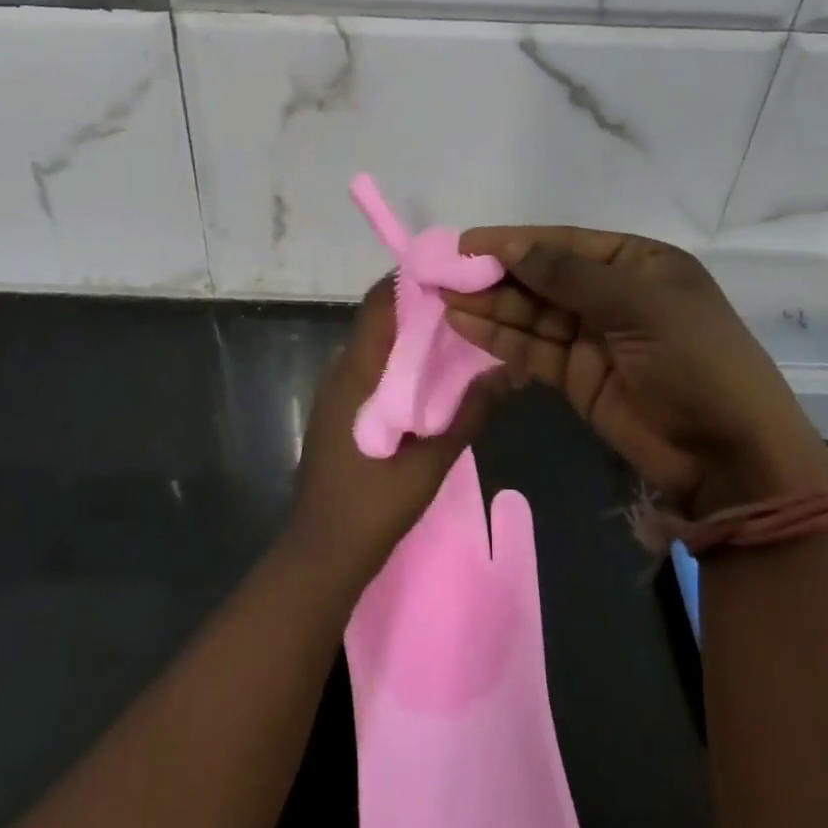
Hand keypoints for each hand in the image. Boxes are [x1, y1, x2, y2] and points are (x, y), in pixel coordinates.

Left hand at [290, 277, 503, 588]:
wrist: (320, 554)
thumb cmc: (372, 507)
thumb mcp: (429, 463)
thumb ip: (467, 415)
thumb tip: (506, 371)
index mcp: (357, 373)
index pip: (379, 304)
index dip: (411, 280)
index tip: (451, 272)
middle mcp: (341, 370)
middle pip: (379, 320)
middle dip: (420, 306)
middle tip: (468, 302)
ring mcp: (336, 391)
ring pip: (376, 344)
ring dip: (411, 334)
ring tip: (458, 333)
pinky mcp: (339, 410)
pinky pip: (371, 368)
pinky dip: (400, 360)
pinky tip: (432, 377)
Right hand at [443, 228, 827, 514]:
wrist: (730, 456)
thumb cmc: (695, 360)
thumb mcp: (638, 305)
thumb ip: (569, 276)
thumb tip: (512, 246)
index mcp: (637, 264)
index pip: (565, 244)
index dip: (516, 241)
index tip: (467, 242)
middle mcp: (611, 294)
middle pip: (543, 277)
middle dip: (497, 274)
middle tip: (445, 272)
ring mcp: (592, 336)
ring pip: (531, 313)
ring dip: (490, 305)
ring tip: (444, 297)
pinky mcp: (576, 376)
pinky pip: (532, 348)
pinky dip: (500, 338)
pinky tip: (465, 325)